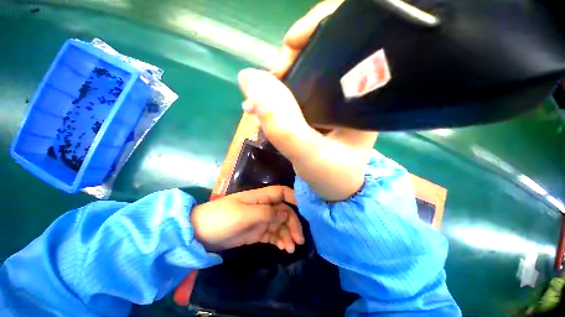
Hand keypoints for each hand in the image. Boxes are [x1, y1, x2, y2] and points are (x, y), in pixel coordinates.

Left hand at [191, 186, 303, 252]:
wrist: (199, 234)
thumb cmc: (222, 219)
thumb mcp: (245, 215)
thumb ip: (267, 212)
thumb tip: (285, 212)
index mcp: (261, 197)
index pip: (282, 192)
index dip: (294, 198)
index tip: (305, 211)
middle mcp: (263, 206)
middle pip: (284, 211)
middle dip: (293, 223)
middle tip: (299, 240)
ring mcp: (260, 219)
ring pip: (280, 224)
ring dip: (287, 234)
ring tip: (291, 248)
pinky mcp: (256, 232)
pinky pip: (272, 234)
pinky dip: (279, 240)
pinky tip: (283, 248)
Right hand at [238, 0, 377, 200]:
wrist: (336, 189)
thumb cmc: (332, 176)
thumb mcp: (309, 155)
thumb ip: (283, 125)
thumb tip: (249, 79)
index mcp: (365, 95)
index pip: (352, 38)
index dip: (319, 28)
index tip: (290, 46)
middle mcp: (354, 90)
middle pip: (324, 51)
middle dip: (293, 57)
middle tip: (272, 78)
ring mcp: (335, 99)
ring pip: (307, 71)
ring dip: (281, 77)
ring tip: (263, 94)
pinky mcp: (321, 108)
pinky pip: (298, 89)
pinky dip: (279, 92)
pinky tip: (266, 103)